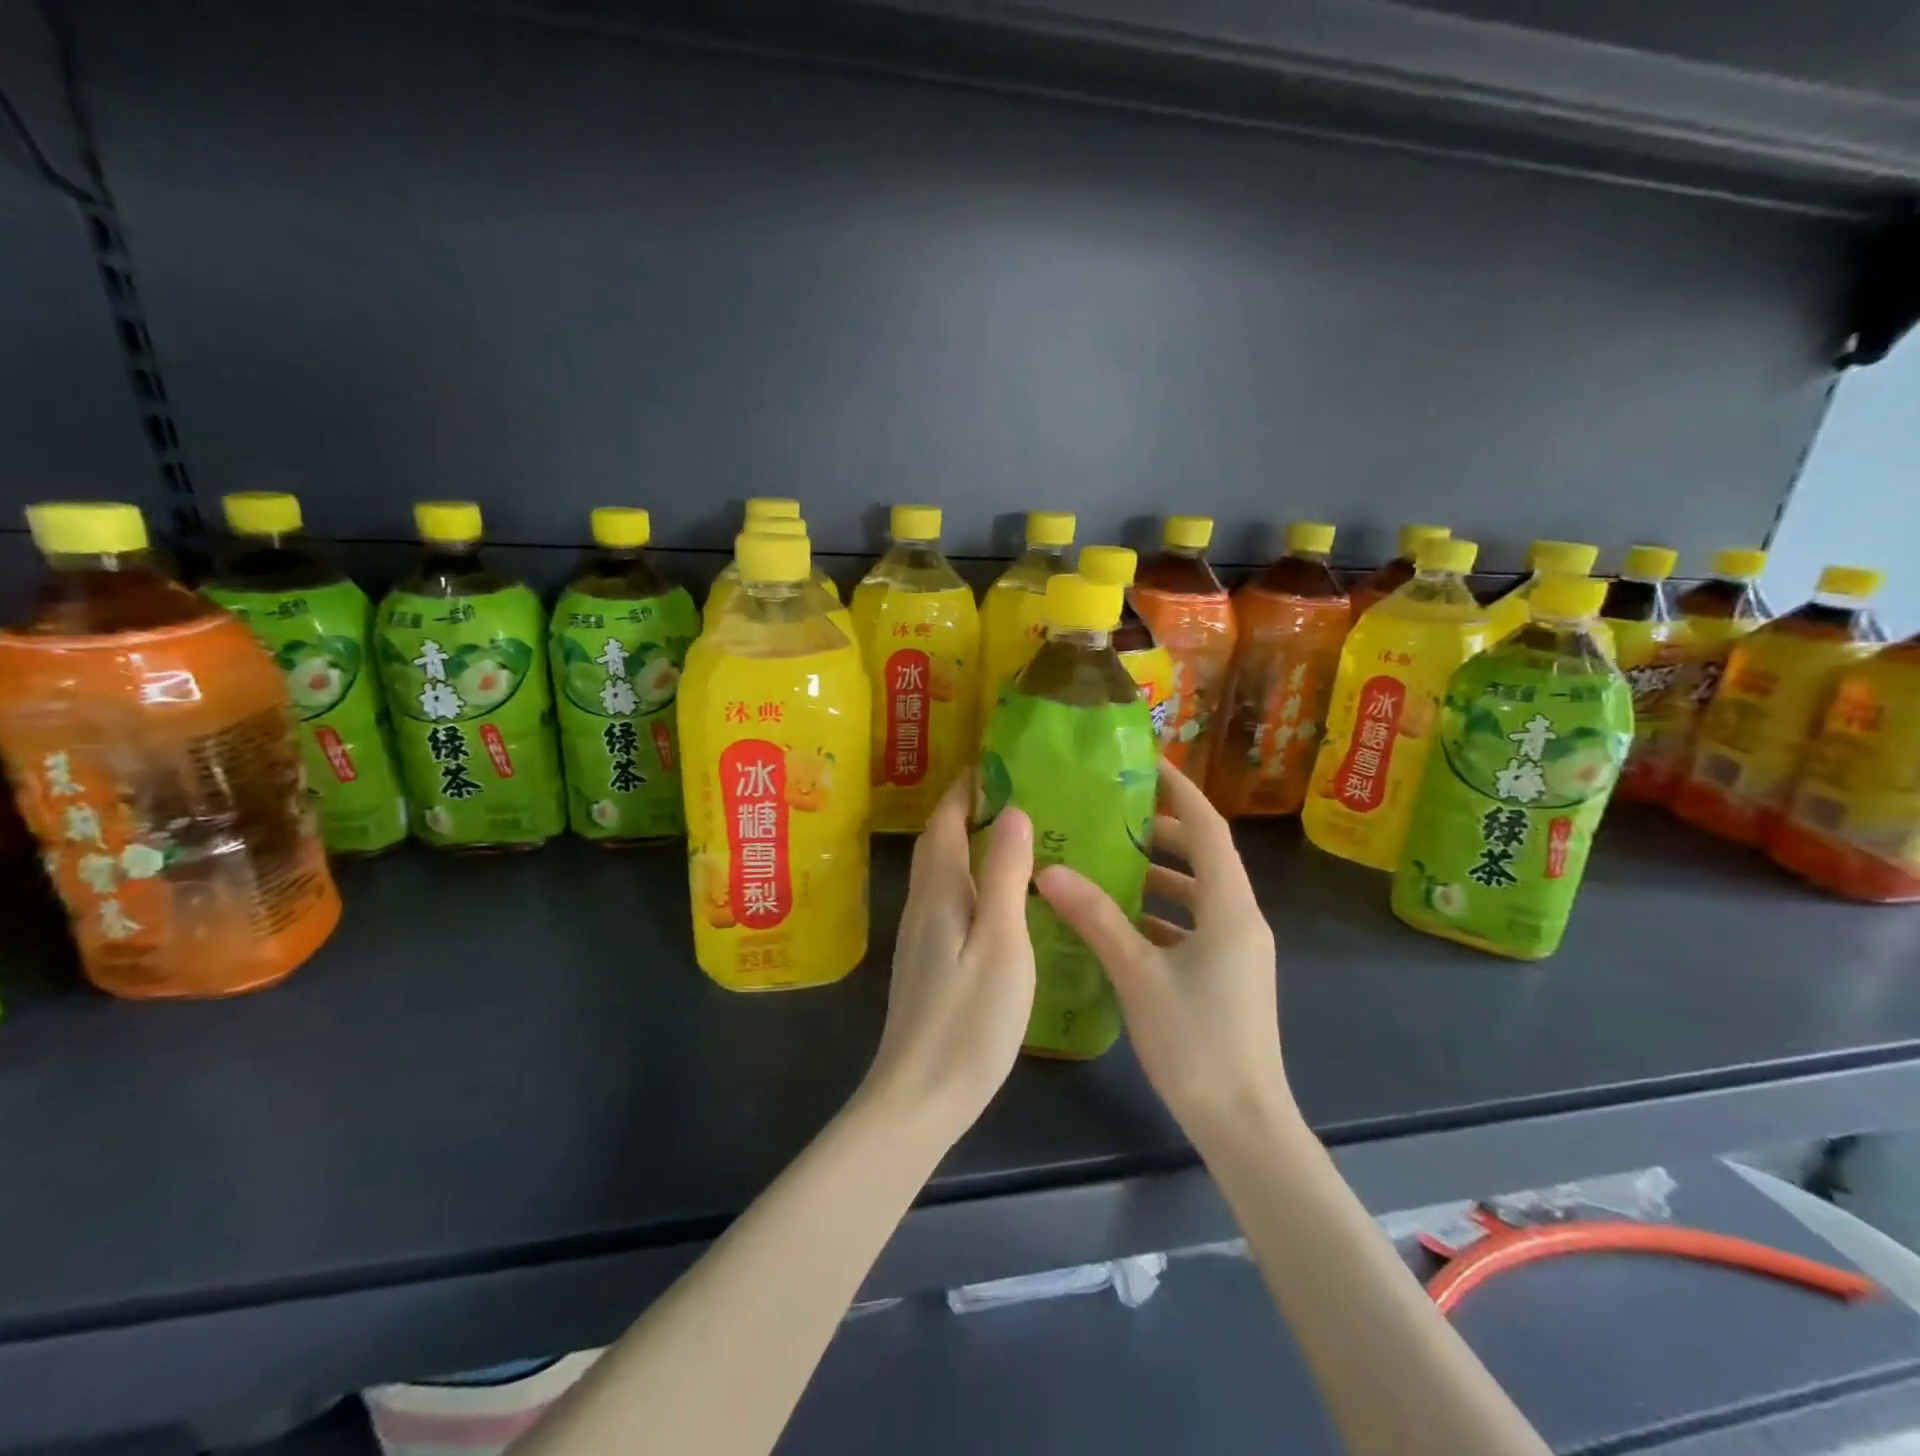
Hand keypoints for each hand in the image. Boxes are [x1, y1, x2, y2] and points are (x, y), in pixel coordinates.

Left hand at [862, 774, 1035, 1142]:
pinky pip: (946, 898)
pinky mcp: (927, 960)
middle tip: (1010, 794)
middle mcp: (922, 904)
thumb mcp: (1002, 942)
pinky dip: (968, 877)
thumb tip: (1014, 812)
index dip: (966, 789)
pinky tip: (996, 895)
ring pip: (940, 870)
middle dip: (964, 809)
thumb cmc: (969, 1018)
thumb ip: (1006, 875)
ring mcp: (920, 935)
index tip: (996, 765)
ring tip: (1010, 835)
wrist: (919, 1096)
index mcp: (939, 891)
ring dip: (965, 842)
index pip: (945, 821)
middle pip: (937, 842)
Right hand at [1035, 761, 1292, 1142]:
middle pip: (1204, 856)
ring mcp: (1237, 949)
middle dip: (1162, 829)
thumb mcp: (1137, 974)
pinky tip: (1119, 919)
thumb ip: (1095, 918)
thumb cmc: (1195, 1042)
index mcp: (1230, 908)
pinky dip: (1160, 912)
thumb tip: (1049, 871)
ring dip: (1159, 873)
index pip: (1208, 828)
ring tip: (1108, 857)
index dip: (1179, 790)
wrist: (1243, 1124)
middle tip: (1112, 810)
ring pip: (1197, 892)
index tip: (1145, 763)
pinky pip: (1193, 924)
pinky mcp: (1226, 974)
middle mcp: (1241, 919)